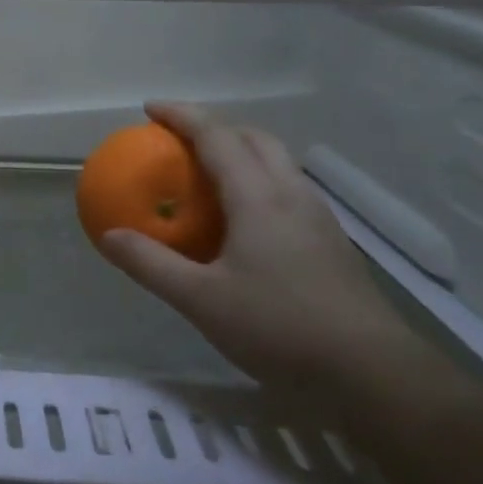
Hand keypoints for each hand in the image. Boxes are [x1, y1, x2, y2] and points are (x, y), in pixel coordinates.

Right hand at [96, 102, 416, 398]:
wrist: (372, 374)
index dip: (182, 116)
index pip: (217, 137)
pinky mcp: (330, 244)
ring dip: (240, 152)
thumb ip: (151, 264)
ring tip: (208, 174)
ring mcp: (318, 219)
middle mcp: (292, 196)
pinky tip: (243, 221)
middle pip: (254, 139)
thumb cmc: (279, 328)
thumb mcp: (200, 300)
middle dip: (215, 127)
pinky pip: (287, 191)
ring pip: (277, 163)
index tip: (150, 109)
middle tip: (178, 140)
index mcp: (259, 198)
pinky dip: (257, 182)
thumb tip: (109, 235)